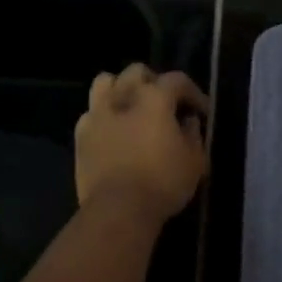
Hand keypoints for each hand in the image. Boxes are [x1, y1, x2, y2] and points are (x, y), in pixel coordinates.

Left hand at [75, 64, 208, 224]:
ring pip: (106, 82)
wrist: (118, 209)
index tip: (201, 112)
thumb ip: (193, 134)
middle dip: (154, 82)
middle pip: (137, 72)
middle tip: (165, 104)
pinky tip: (112, 131)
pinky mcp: (81, 135)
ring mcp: (97, 113)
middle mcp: (123, 96)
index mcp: (154, 97)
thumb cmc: (162, 182)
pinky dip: (103, 115)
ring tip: (132, 108)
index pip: (177, 80)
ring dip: (121, 88)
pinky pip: (91, 113)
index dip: (193, 93)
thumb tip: (188, 121)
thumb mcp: (195, 161)